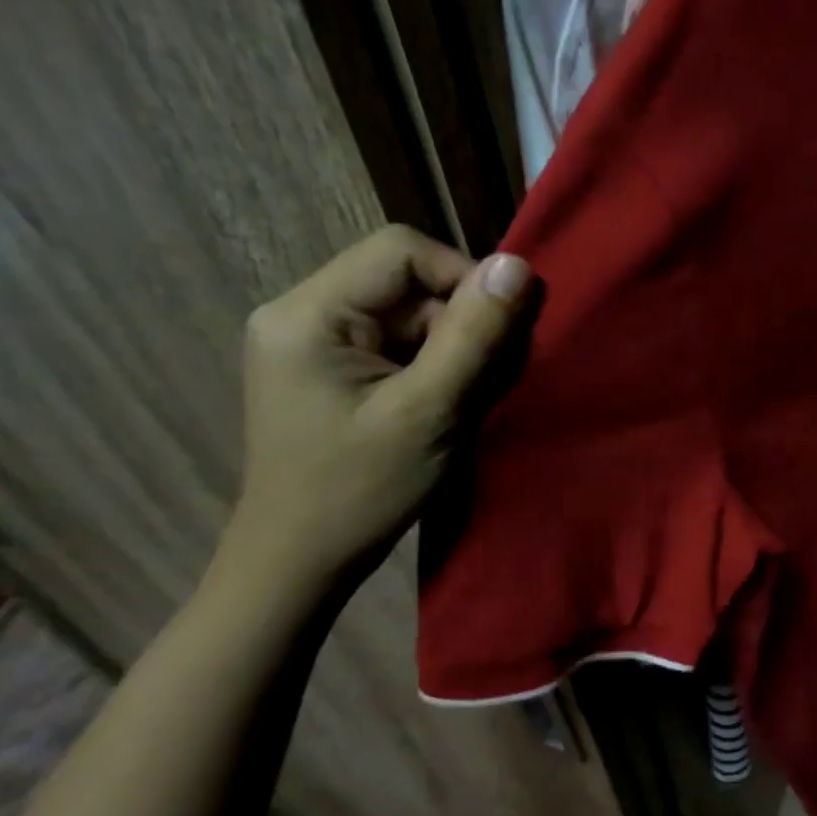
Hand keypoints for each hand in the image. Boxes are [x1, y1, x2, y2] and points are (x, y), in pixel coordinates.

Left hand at [225, 225, 532, 586]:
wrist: (299, 563)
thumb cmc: (360, 492)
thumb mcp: (429, 412)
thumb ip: (473, 335)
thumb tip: (517, 265)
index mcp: (307, 313)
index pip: (401, 251)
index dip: (462, 278)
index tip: (498, 333)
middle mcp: (300, 312)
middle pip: (405, 282)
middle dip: (459, 322)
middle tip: (484, 379)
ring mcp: (310, 341)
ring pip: (407, 313)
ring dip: (450, 347)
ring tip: (462, 400)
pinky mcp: (328, 368)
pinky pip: (395, 342)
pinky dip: (431, 366)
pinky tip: (440, 405)